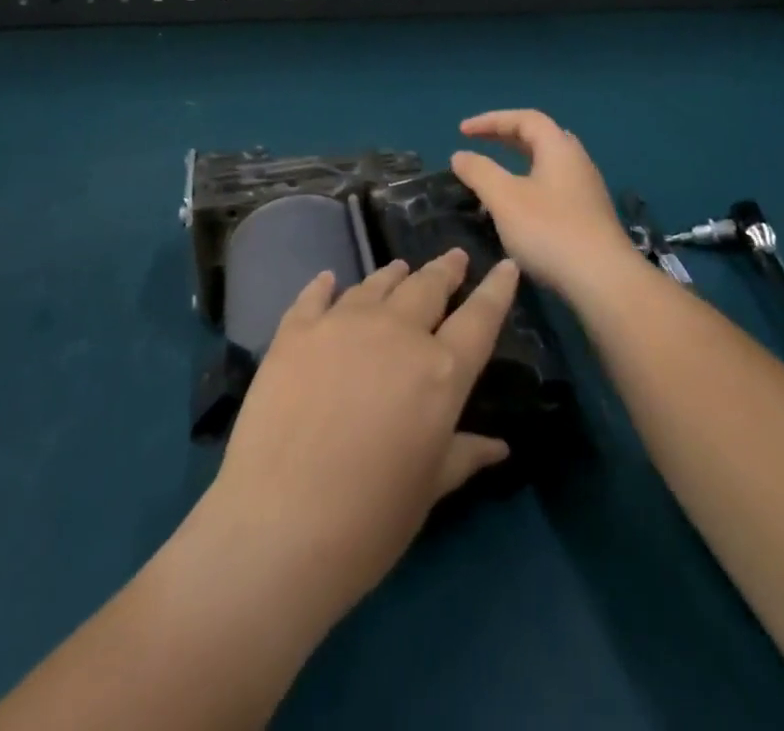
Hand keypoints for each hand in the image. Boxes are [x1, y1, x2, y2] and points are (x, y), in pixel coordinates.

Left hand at [203, 249, 519, 627]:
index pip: (480, 318)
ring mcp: (342, 324)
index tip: (505, 265)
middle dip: (446, 270)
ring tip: (401, 268)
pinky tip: (328, 280)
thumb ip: (463, 455)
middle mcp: (397, 332)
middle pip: (428, 287)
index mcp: (441, 372)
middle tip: (455, 259)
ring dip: (394, 275)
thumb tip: (499, 447)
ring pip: (377, 284)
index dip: (496, 290)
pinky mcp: (296, 331)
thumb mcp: (428, 489)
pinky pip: (316, 295)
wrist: (278, 525)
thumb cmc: (369, 520)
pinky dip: (326, 285)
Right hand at [451, 109, 637, 296]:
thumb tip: (460, 155)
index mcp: (559, 148)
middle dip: (505, 137)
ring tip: (494, 176)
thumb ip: (480, 172)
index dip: (491, 120)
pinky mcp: (589, 216)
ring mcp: (586, 189)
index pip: (524, 118)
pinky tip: (517, 208)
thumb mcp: (504, 198)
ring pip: (547, 164)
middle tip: (478, 143)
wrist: (604, 280)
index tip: (462, 131)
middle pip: (539, 137)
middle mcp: (576, 161)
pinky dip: (529, 185)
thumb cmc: (550, 230)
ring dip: (517, 163)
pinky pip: (553, 186)